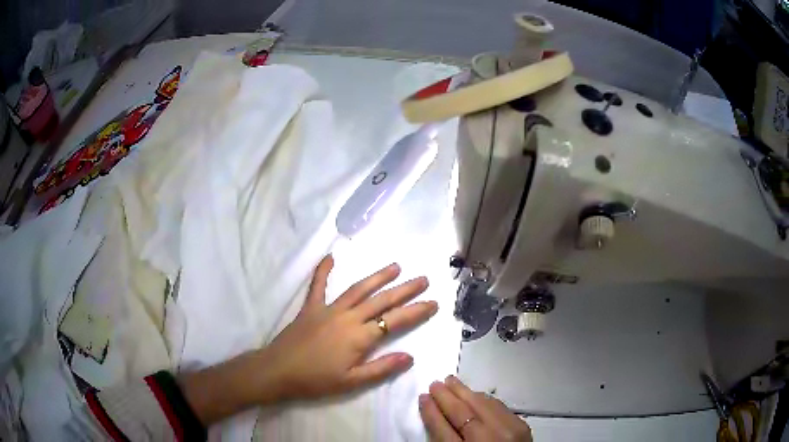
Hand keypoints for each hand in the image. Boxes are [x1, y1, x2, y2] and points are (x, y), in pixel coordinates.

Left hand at [181, 256, 437, 424]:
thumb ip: (381, 368)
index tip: (433, 302)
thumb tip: (410, 357)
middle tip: (423, 279)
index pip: (395, 320)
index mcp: (359, 337)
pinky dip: (324, 270)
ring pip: (358, 289)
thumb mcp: (351, 382)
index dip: (416, 311)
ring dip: (378, 277)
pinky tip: (330, 257)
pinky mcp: (310, 308)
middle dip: (405, 289)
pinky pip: (318, 285)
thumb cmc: (316, 380)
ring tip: (395, 266)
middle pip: (381, 300)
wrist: (278, 371)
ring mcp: (328, 309)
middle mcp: (347, 317)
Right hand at [419, 376, 531, 441]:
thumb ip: (445, 441)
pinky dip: (484, 399)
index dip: (431, 412)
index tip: (422, 397)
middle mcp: (487, 440)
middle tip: (435, 383)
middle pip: (462, 414)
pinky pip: (499, 407)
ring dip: (465, 392)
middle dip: (446, 397)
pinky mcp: (522, 426)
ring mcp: (508, 432)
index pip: (442, 430)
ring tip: (451, 382)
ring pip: (482, 405)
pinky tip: (475, 394)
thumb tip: (436, 416)